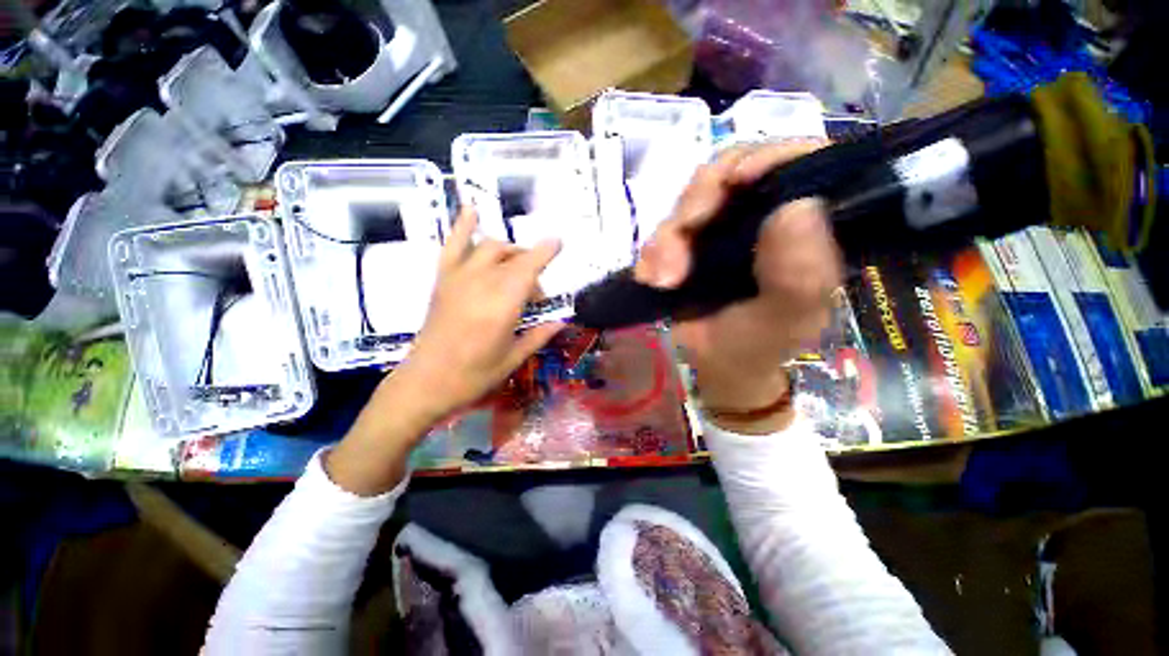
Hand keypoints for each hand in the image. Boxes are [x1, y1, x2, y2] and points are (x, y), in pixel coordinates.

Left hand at [327, 207, 563, 493]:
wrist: (425, 382)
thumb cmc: (473, 376)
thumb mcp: (513, 359)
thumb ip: (539, 335)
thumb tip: (562, 321)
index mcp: (501, 305)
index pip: (528, 268)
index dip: (545, 252)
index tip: (559, 242)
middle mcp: (481, 283)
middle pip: (513, 258)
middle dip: (532, 267)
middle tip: (535, 296)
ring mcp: (458, 278)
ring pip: (491, 248)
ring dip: (510, 252)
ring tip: (517, 268)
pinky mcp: (443, 280)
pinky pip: (452, 246)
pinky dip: (463, 226)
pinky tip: (472, 210)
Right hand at [635, 141, 842, 430]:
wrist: (717, 365)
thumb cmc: (760, 344)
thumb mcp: (785, 319)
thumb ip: (798, 274)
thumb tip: (798, 206)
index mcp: (806, 224)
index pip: (799, 162)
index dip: (768, 157)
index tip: (737, 181)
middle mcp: (764, 214)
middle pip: (730, 173)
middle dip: (698, 204)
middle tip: (681, 238)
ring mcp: (723, 226)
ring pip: (689, 202)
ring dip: (668, 237)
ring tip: (661, 279)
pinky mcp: (690, 242)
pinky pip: (664, 231)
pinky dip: (652, 251)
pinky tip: (649, 278)